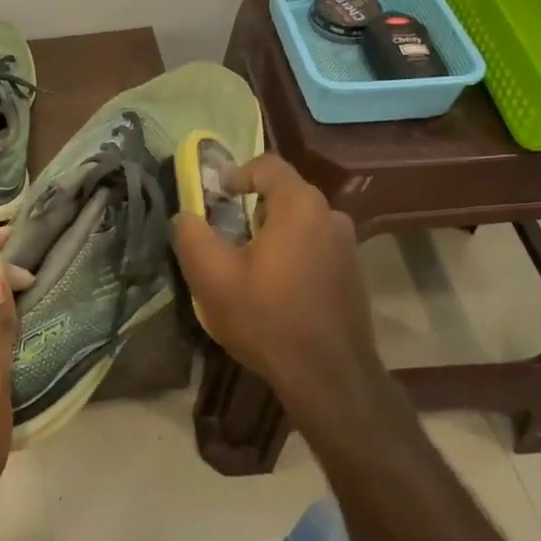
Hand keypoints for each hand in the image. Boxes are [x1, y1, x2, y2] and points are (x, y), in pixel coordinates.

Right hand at [171, 154, 387, 428]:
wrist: (328, 376)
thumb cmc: (266, 318)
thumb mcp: (211, 276)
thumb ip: (191, 235)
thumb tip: (185, 216)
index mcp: (300, 206)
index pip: (267, 165)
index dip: (237, 174)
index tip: (217, 198)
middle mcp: (331, 216)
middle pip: (285, 195)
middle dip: (252, 209)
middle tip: (227, 237)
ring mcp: (348, 246)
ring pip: (302, 224)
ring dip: (274, 235)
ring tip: (250, 267)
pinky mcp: (354, 274)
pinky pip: (317, 249)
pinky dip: (294, 256)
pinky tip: (278, 291)